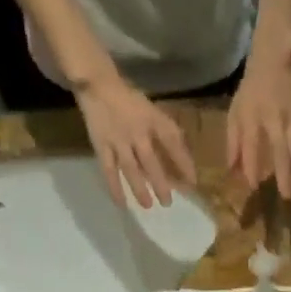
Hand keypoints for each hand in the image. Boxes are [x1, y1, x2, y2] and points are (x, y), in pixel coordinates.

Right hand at [76, 72, 196, 208]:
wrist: (98, 85)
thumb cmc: (129, 100)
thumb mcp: (152, 110)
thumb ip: (165, 131)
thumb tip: (182, 158)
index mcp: (152, 119)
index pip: (172, 141)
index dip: (184, 162)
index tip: (192, 182)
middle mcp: (137, 132)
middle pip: (151, 162)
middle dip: (161, 183)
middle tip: (168, 203)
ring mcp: (118, 140)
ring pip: (131, 169)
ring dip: (140, 189)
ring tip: (148, 206)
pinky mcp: (102, 146)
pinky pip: (109, 170)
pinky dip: (115, 187)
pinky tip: (121, 203)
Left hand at [226, 54, 290, 198]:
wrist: (275, 62)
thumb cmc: (251, 92)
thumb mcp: (235, 113)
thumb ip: (233, 142)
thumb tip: (233, 171)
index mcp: (253, 117)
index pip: (252, 145)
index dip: (252, 166)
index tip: (253, 186)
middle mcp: (275, 120)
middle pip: (281, 150)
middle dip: (284, 174)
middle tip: (285, 197)